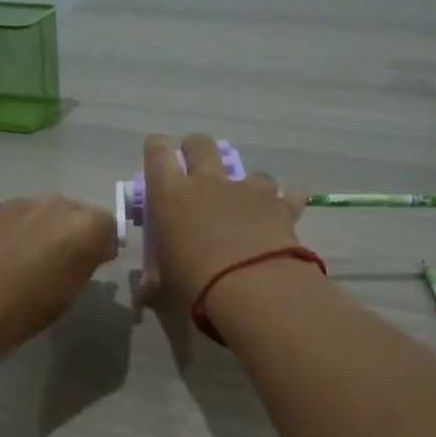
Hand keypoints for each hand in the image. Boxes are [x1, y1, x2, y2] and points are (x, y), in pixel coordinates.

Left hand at [0, 196, 117, 359]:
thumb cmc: (19, 312)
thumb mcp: (66, 296)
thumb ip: (83, 265)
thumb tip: (88, 252)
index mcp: (82, 227)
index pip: (107, 224)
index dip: (100, 244)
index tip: (91, 265)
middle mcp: (54, 205)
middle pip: (72, 212)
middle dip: (69, 232)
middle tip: (56, 263)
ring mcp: (17, 203)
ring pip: (39, 212)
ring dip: (38, 230)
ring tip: (20, 262)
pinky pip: (9, 217)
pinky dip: (9, 232)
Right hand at [144, 133, 303, 302]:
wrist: (251, 289)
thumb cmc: (194, 284)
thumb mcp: (164, 287)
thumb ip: (154, 283)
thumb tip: (145, 292)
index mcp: (170, 196)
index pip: (157, 153)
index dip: (157, 148)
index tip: (158, 153)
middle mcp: (208, 182)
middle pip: (200, 144)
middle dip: (196, 149)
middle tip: (195, 168)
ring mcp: (248, 190)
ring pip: (250, 170)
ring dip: (247, 184)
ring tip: (247, 206)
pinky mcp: (280, 205)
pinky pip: (290, 194)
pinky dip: (290, 198)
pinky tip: (290, 205)